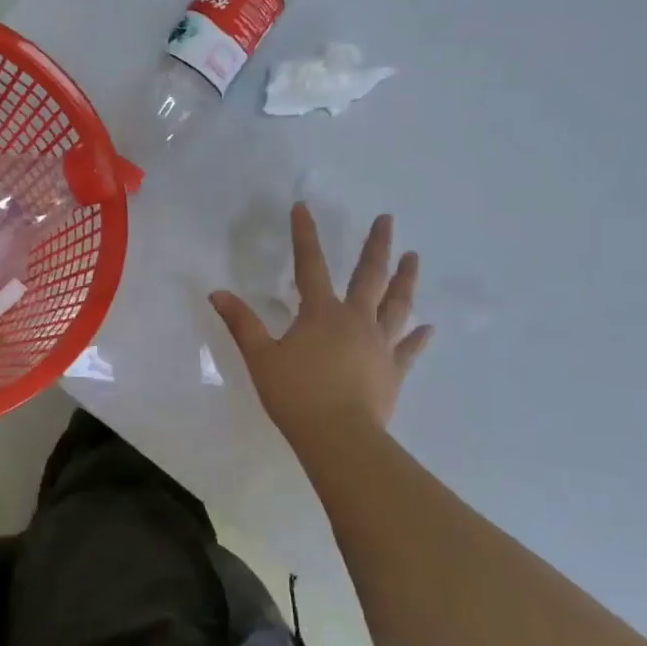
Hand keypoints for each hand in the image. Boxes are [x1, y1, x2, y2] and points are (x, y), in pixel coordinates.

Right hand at [211, 205, 432, 447]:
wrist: (339, 438)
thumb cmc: (296, 395)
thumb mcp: (261, 358)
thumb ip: (241, 323)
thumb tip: (217, 293)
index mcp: (321, 313)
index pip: (309, 264)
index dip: (304, 234)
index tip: (302, 207)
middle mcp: (356, 320)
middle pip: (370, 276)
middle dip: (377, 245)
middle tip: (388, 219)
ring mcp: (380, 345)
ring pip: (397, 305)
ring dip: (405, 280)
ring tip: (414, 257)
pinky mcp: (393, 371)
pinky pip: (409, 349)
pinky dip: (419, 337)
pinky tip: (429, 327)